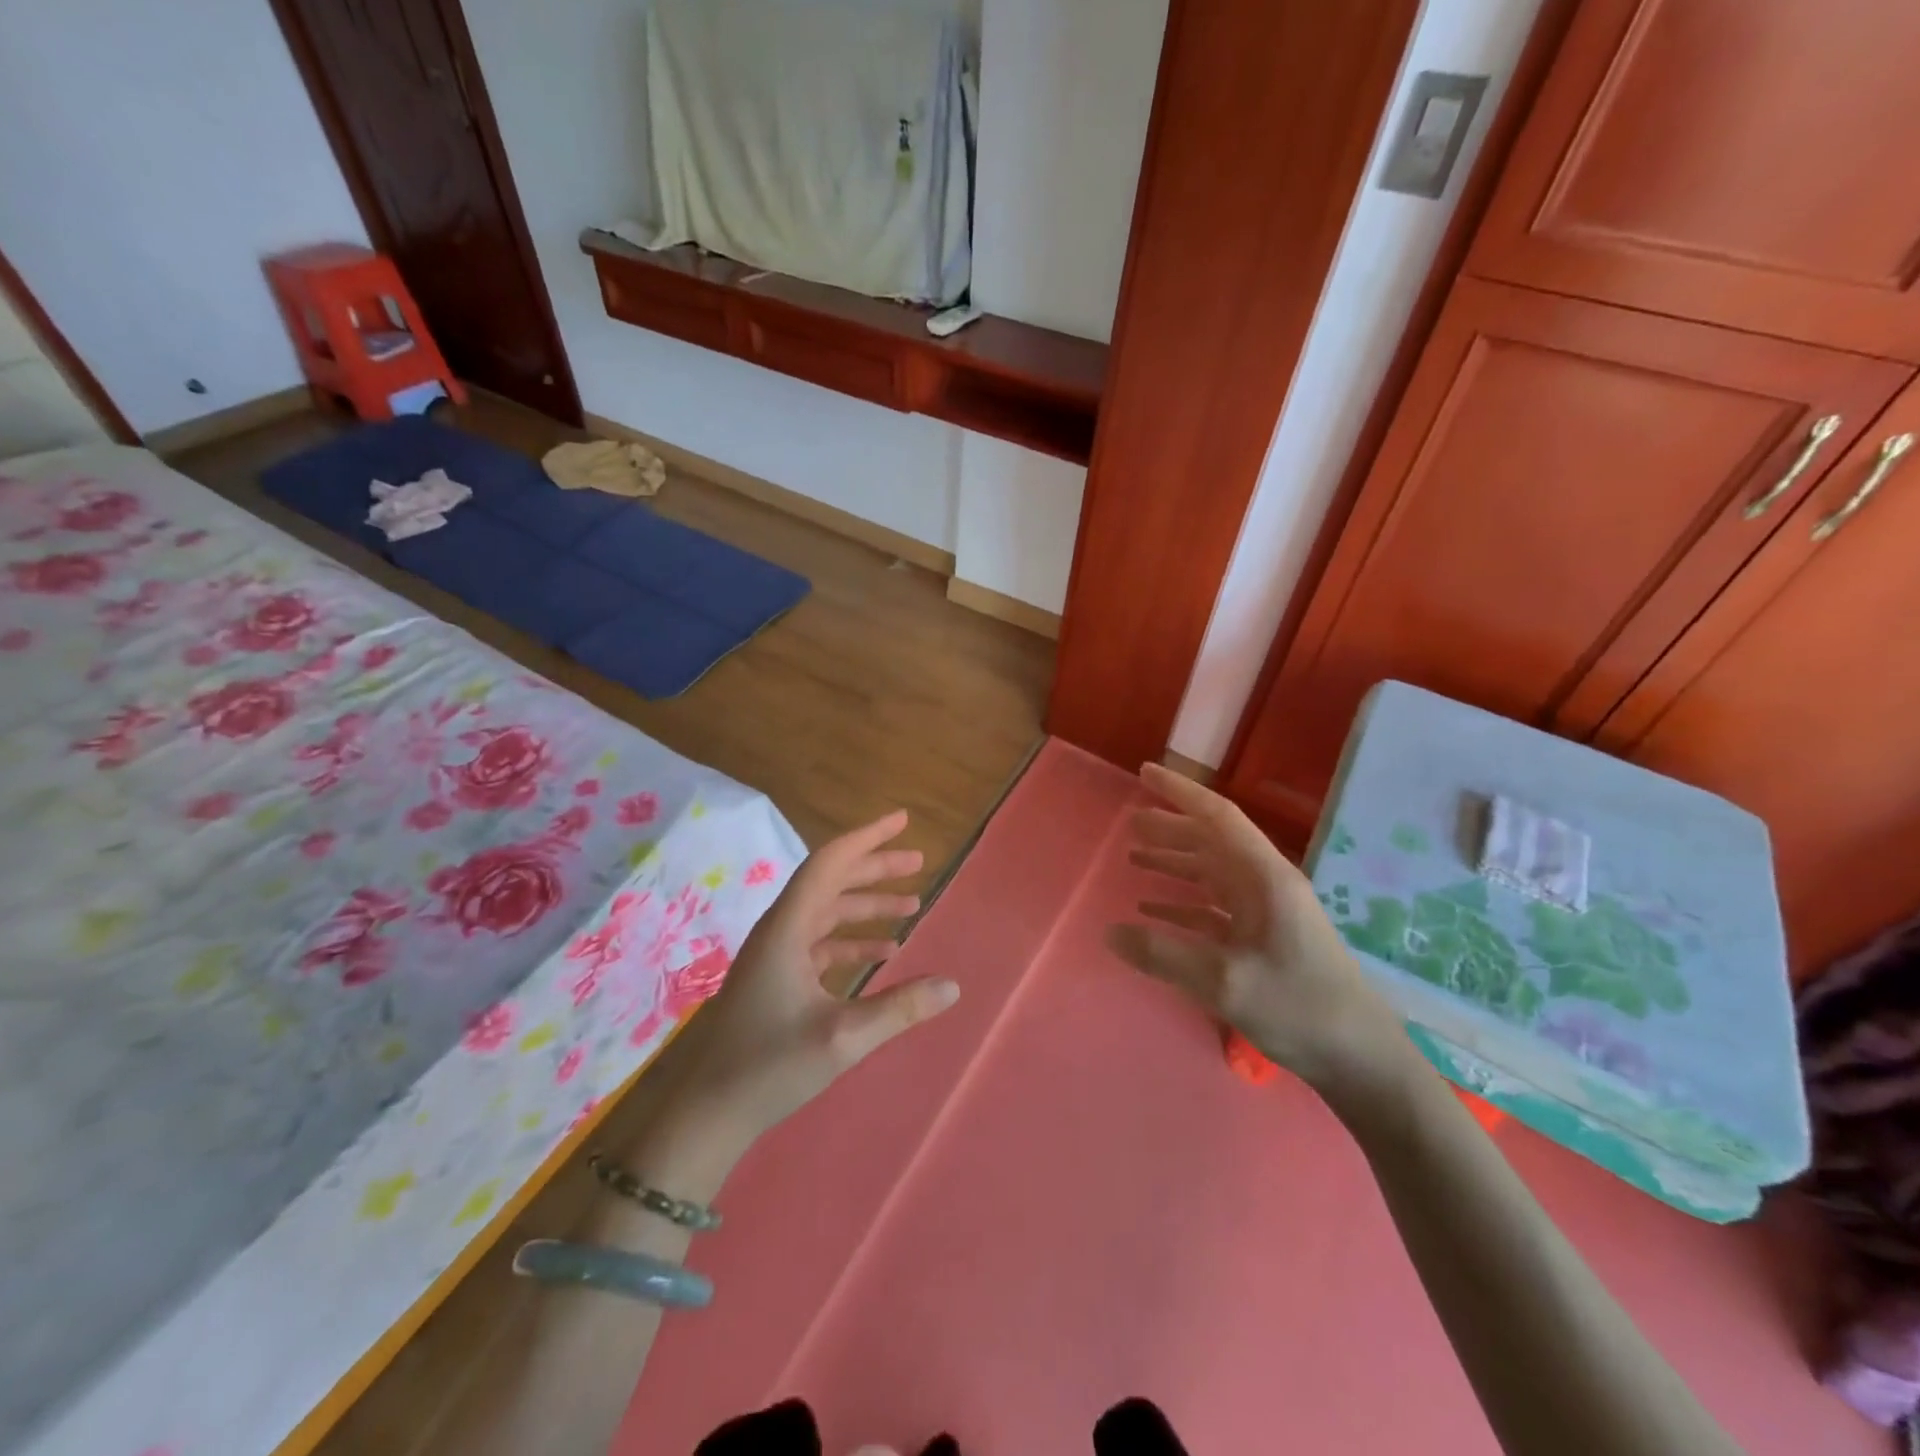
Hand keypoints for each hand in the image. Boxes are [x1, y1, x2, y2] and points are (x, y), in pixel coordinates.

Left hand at [665, 810, 961, 1145]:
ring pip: (827, 913)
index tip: (901, 821)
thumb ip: (900, 1008)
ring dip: (867, 906)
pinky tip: (884, 953)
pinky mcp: (776, 978)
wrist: (708, 1114)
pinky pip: (820, 943)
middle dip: (875, 869)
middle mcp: (779, 931)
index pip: (829, 864)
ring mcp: (775, 955)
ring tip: (912, 906)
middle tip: (918, 864)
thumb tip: (953, 985)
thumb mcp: (844, 1038)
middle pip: (831, 883)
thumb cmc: (770, 1067)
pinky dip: (853, 940)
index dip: (867, 838)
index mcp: (787, 929)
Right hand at [1106, 764, 1409, 1103]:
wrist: (1360, 1060)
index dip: (1180, 792)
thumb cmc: (1299, 1008)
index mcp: (1265, 878)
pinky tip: (1153, 912)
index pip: (1218, 817)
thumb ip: (1163, 954)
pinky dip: (1183, 904)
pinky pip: (1214, 909)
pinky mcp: (1263, 940)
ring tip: (1134, 857)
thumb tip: (1110, 932)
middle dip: (1170, 828)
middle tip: (1129, 823)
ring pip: (1211, 873)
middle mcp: (1266, 885)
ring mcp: (1266, 913)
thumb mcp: (1224, 982)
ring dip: (1174, 863)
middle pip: (1212, 842)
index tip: (1145, 773)